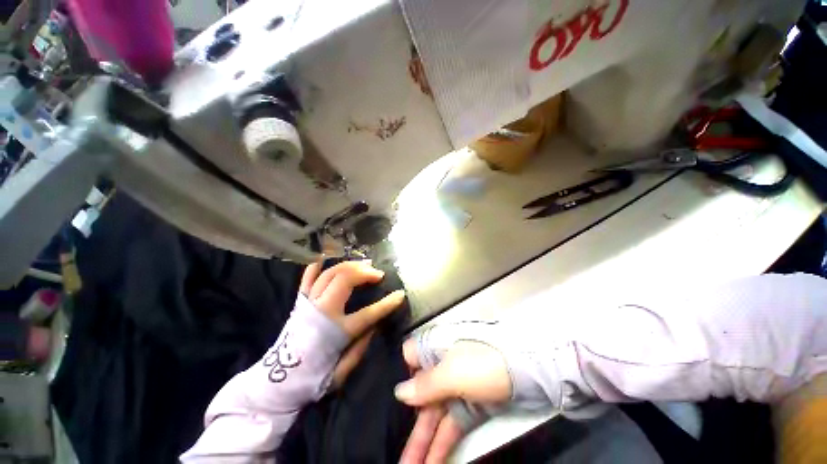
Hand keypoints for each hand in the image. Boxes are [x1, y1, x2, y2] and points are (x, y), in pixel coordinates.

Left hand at [300, 260, 404, 386]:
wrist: (277, 382)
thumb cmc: (313, 379)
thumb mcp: (342, 373)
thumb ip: (360, 348)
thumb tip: (376, 324)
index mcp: (337, 331)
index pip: (369, 313)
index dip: (387, 303)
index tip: (400, 295)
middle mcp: (323, 312)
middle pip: (345, 280)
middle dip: (365, 272)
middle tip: (377, 274)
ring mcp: (309, 303)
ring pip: (330, 273)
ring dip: (349, 265)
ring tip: (363, 264)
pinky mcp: (299, 302)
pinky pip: (306, 278)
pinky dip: (316, 267)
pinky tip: (325, 258)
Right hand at [396, 336, 511, 463]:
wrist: (529, 371)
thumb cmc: (483, 363)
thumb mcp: (452, 372)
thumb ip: (425, 385)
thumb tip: (398, 392)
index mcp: (434, 349)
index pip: (408, 358)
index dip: (399, 376)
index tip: (388, 400)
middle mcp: (441, 367)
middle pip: (418, 395)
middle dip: (406, 424)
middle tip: (393, 453)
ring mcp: (456, 388)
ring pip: (433, 415)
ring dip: (421, 442)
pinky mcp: (470, 407)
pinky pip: (450, 427)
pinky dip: (441, 446)